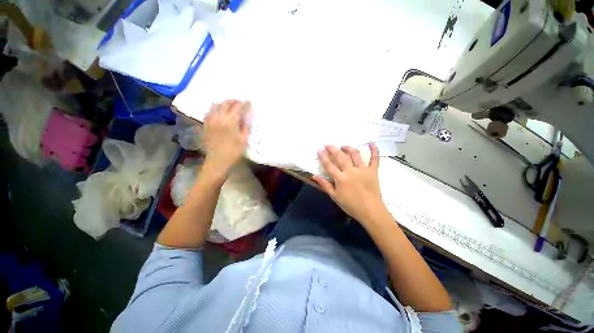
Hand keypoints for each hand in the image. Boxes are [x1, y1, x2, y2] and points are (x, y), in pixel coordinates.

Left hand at [202, 100, 250, 172]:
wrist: (217, 161)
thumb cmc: (233, 152)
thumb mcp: (244, 140)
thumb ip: (246, 126)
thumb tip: (247, 116)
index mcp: (231, 122)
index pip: (239, 107)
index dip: (245, 104)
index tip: (249, 101)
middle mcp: (219, 117)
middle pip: (227, 103)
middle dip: (235, 101)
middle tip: (241, 103)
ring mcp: (210, 120)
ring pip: (216, 105)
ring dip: (224, 103)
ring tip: (230, 107)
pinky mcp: (205, 124)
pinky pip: (209, 111)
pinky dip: (216, 109)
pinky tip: (220, 113)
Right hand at [313, 144, 388, 225]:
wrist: (371, 211)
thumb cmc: (351, 205)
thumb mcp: (335, 196)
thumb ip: (324, 185)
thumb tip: (314, 176)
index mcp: (340, 178)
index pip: (329, 165)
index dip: (323, 157)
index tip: (319, 150)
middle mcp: (351, 171)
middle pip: (340, 157)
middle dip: (333, 149)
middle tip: (328, 145)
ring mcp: (363, 170)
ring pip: (355, 154)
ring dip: (348, 148)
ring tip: (343, 146)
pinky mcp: (373, 171)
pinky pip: (374, 159)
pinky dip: (374, 150)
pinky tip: (371, 142)